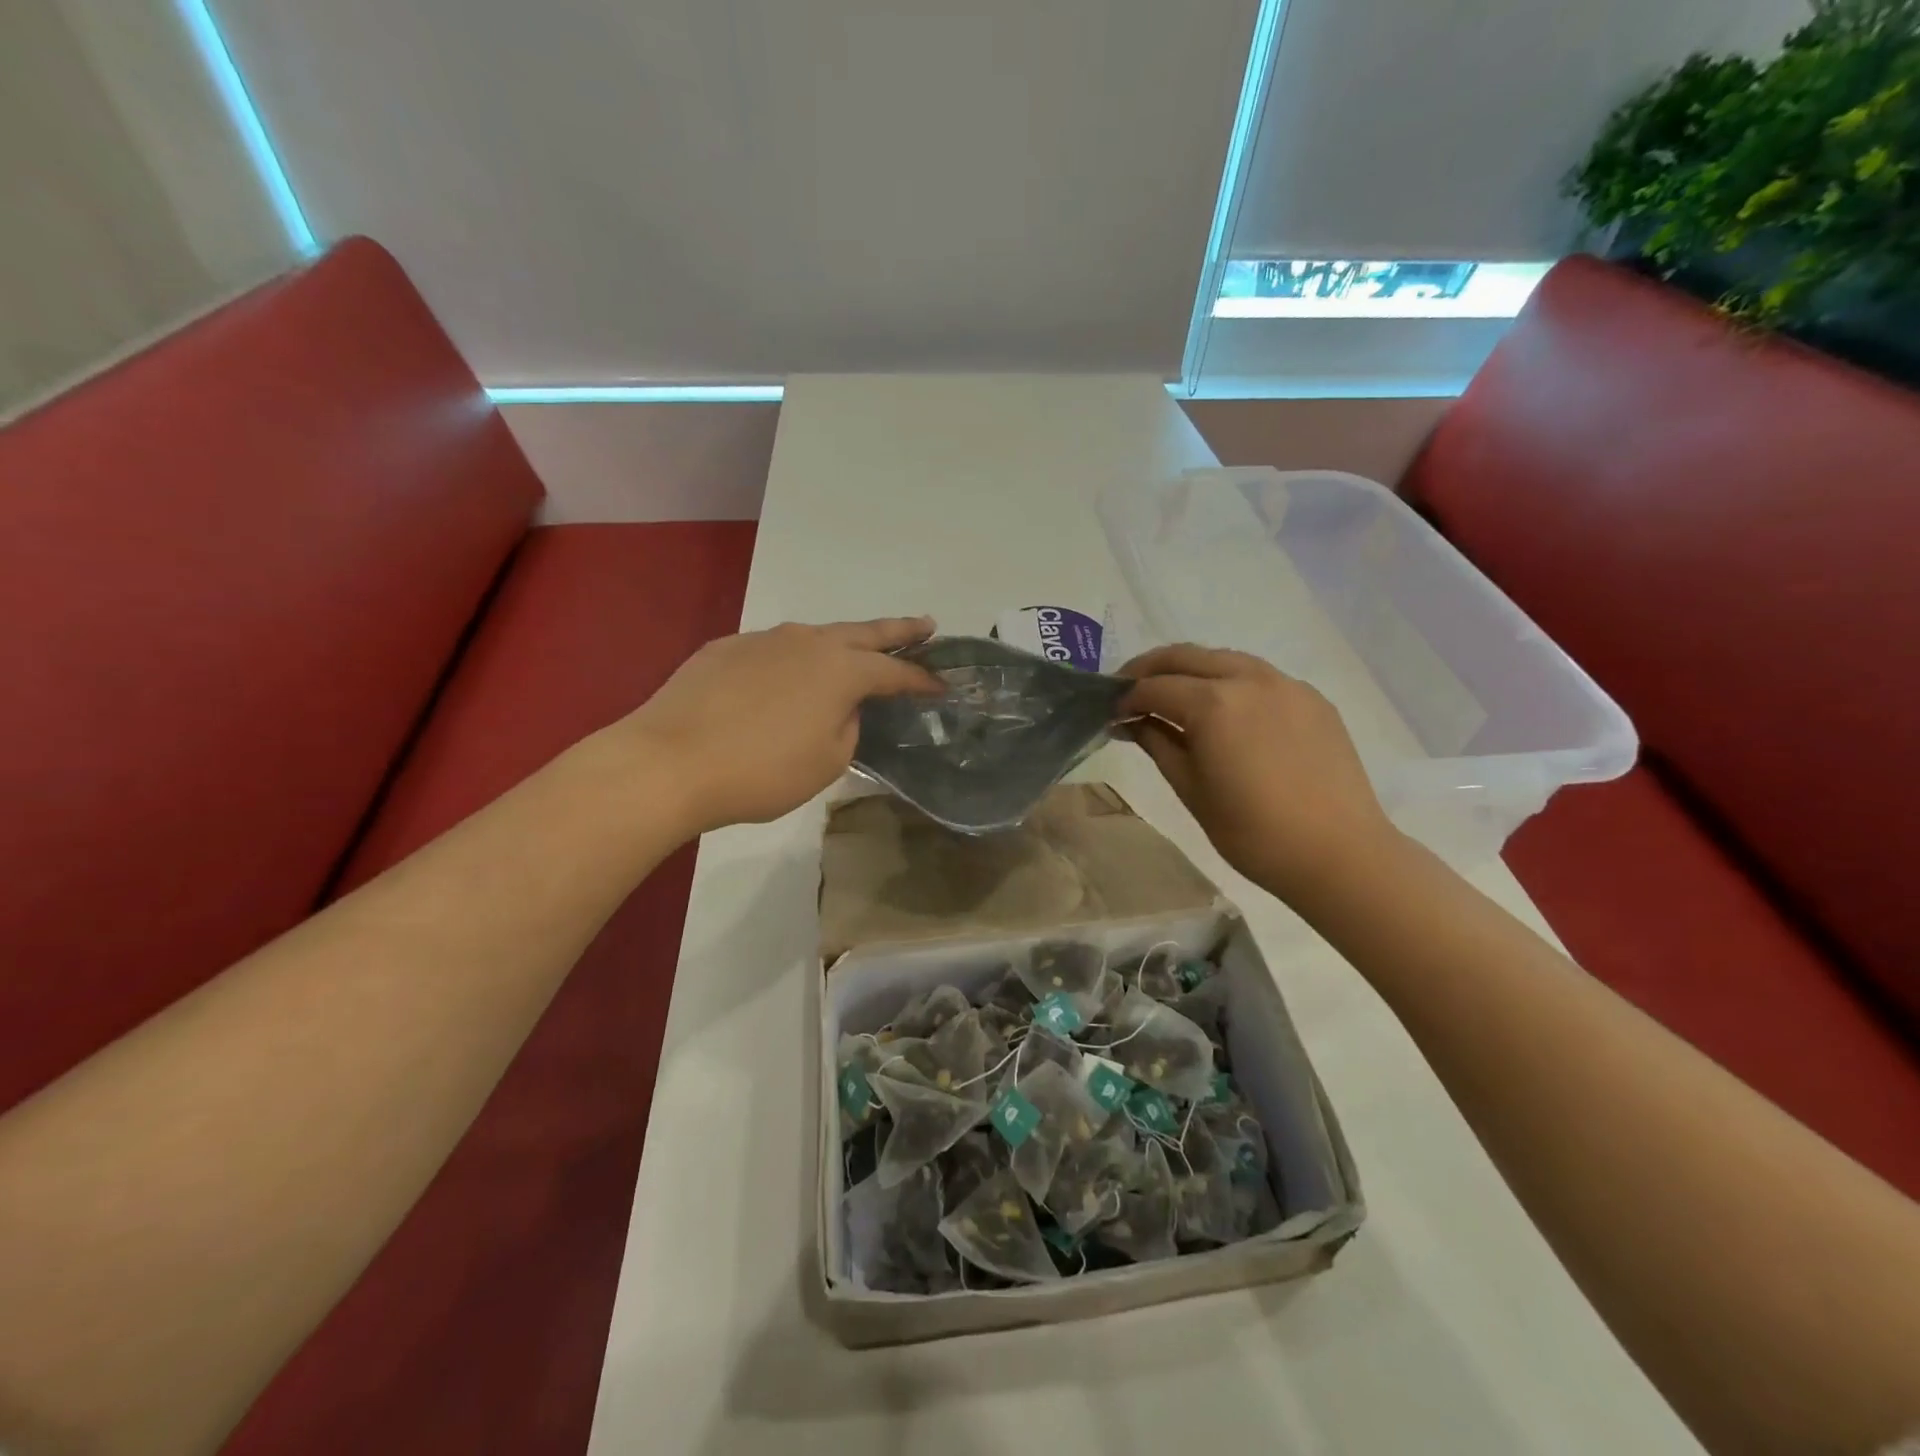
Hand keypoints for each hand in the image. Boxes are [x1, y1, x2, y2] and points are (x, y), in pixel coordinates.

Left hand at [617, 617, 940, 834]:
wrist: (669, 762)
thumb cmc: (761, 771)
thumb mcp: (827, 762)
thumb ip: (848, 727)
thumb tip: (841, 710)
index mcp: (841, 670)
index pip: (895, 673)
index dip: (922, 680)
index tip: (943, 686)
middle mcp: (807, 642)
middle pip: (864, 632)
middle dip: (899, 631)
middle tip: (925, 625)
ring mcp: (763, 640)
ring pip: (814, 637)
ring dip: (840, 645)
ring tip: (851, 657)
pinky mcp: (725, 648)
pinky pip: (773, 651)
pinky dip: (791, 662)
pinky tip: (782, 682)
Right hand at [1120, 644, 1397, 905]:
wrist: (1338, 853)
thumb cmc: (1253, 832)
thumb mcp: (1191, 789)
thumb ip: (1158, 743)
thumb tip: (1133, 722)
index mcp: (1213, 703)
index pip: (1155, 687)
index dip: (1127, 699)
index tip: (1112, 715)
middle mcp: (1249, 679)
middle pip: (1187, 656)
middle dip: (1151, 669)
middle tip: (1130, 690)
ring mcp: (1285, 684)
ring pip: (1225, 659)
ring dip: (1191, 670)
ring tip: (1174, 695)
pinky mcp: (1312, 698)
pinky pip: (1259, 676)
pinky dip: (1230, 682)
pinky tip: (1226, 710)